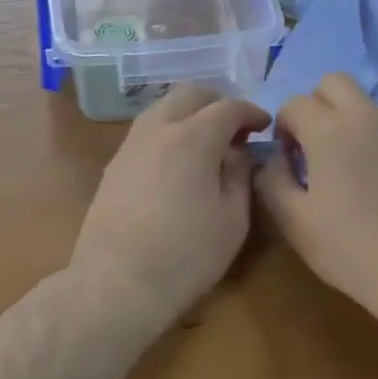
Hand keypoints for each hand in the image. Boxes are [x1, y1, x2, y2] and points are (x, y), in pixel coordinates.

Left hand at [71, 85, 270, 324]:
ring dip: (189, 116)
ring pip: (162, 109)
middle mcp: (157, 130)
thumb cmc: (186, 255)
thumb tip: (237, 155)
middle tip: (236, 130)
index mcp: (192, 138)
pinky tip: (178, 165)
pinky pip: (146, 133)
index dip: (251, 112)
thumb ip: (239, 176)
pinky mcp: (113, 167)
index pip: (228, 107)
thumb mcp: (233, 219)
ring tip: (207, 146)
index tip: (264, 126)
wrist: (117, 284)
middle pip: (189, 95)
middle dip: (217, 103)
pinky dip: (168, 134)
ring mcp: (130, 146)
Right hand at [254, 74, 377, 325]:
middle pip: (333, 82)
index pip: (295, 103)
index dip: (283, 127)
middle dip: (315, 106)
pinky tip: (371, 182)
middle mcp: (366, 119)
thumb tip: (273, 159)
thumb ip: (272, 180)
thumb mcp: (294, 222)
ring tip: (342, 169)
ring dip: (343, 121)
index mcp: (330, 131)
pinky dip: (369, 139)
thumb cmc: (351, 249)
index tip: (287, 160)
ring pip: (362, 104)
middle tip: (312, 148)